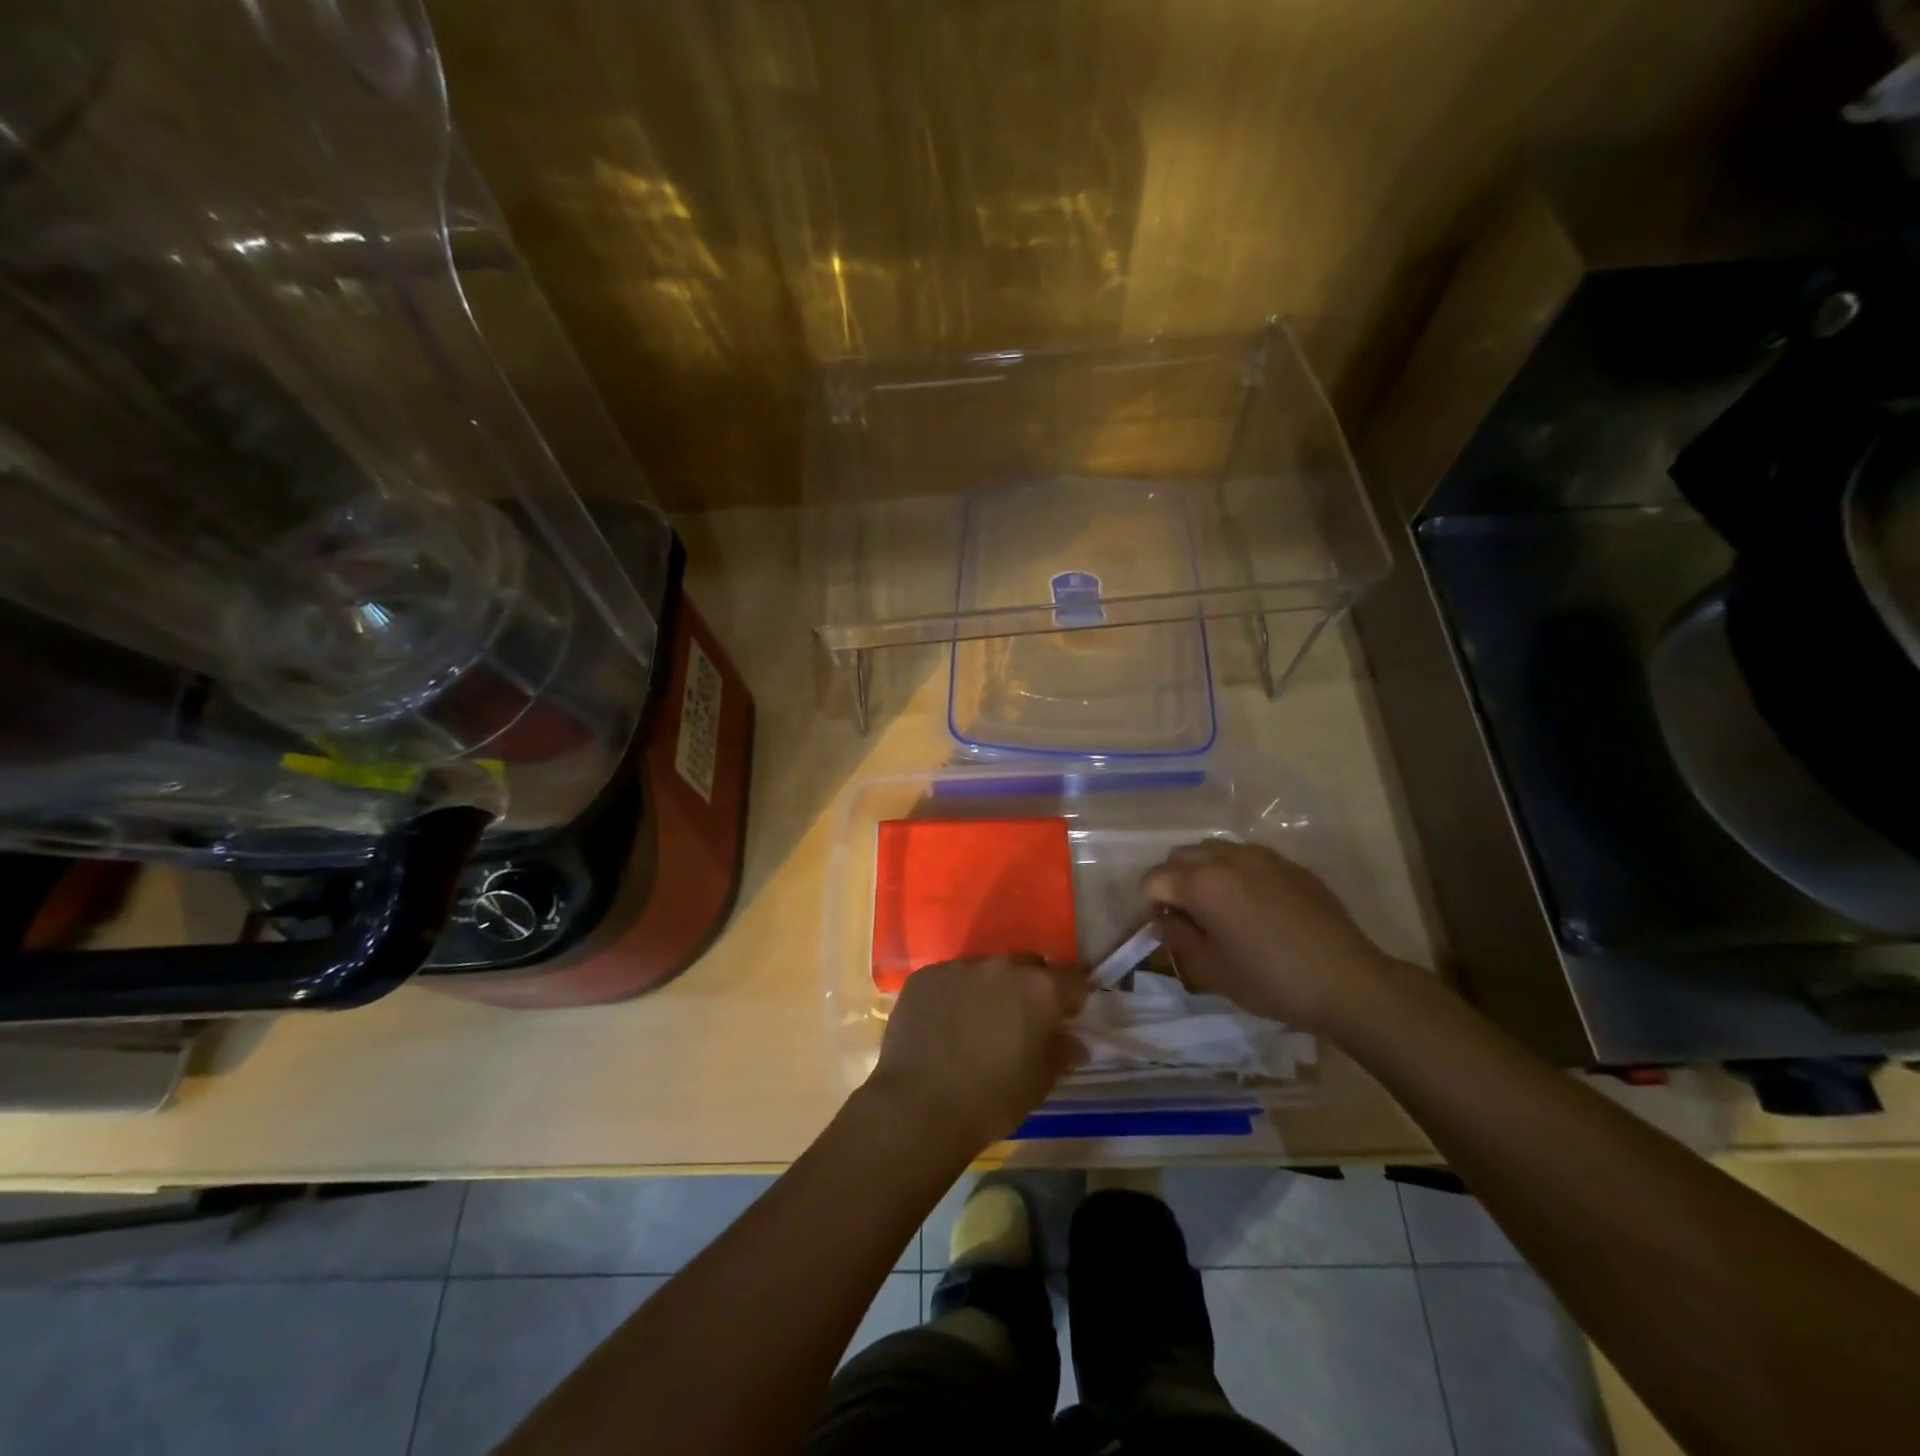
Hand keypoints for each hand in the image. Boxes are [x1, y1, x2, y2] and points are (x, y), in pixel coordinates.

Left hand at [868, 956, 1086, 1151]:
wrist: (918, 1107)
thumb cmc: (991, 1100)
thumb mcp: (1039, 1084)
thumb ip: (1061, 1052)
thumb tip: (1075, 1041)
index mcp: (1039, 989)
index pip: (1073, 975)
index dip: (1075, 992)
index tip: (1071, 1009)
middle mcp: (1002, 966)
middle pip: (1027, 965)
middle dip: (1030, 986)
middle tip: (1023, 1018)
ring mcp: (960, 966)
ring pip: (986, 970)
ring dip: (990, 988)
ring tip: (978, 1022)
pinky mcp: (925, 976)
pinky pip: (950, 978)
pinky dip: (954, 994)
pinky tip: (944, 1023)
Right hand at [1142, 840, 1396, 1032]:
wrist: (1346, 981)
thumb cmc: (1270, 980)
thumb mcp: (1211, 969)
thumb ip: (1177, 937)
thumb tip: (1164, 919)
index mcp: (1201, 883)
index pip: (1153, 879)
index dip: (1151, 904)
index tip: (1167, 929)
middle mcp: (1226, 858)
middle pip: (1179, 856)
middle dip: (1174, 881)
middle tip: (1189, 916)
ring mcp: (1260, 856)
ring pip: (1213, 849)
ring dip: (1204, 871)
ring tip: (1221, 906)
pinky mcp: (1288, 863)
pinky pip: (1246, 856)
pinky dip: (1235, 872)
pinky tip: (1255, 905)